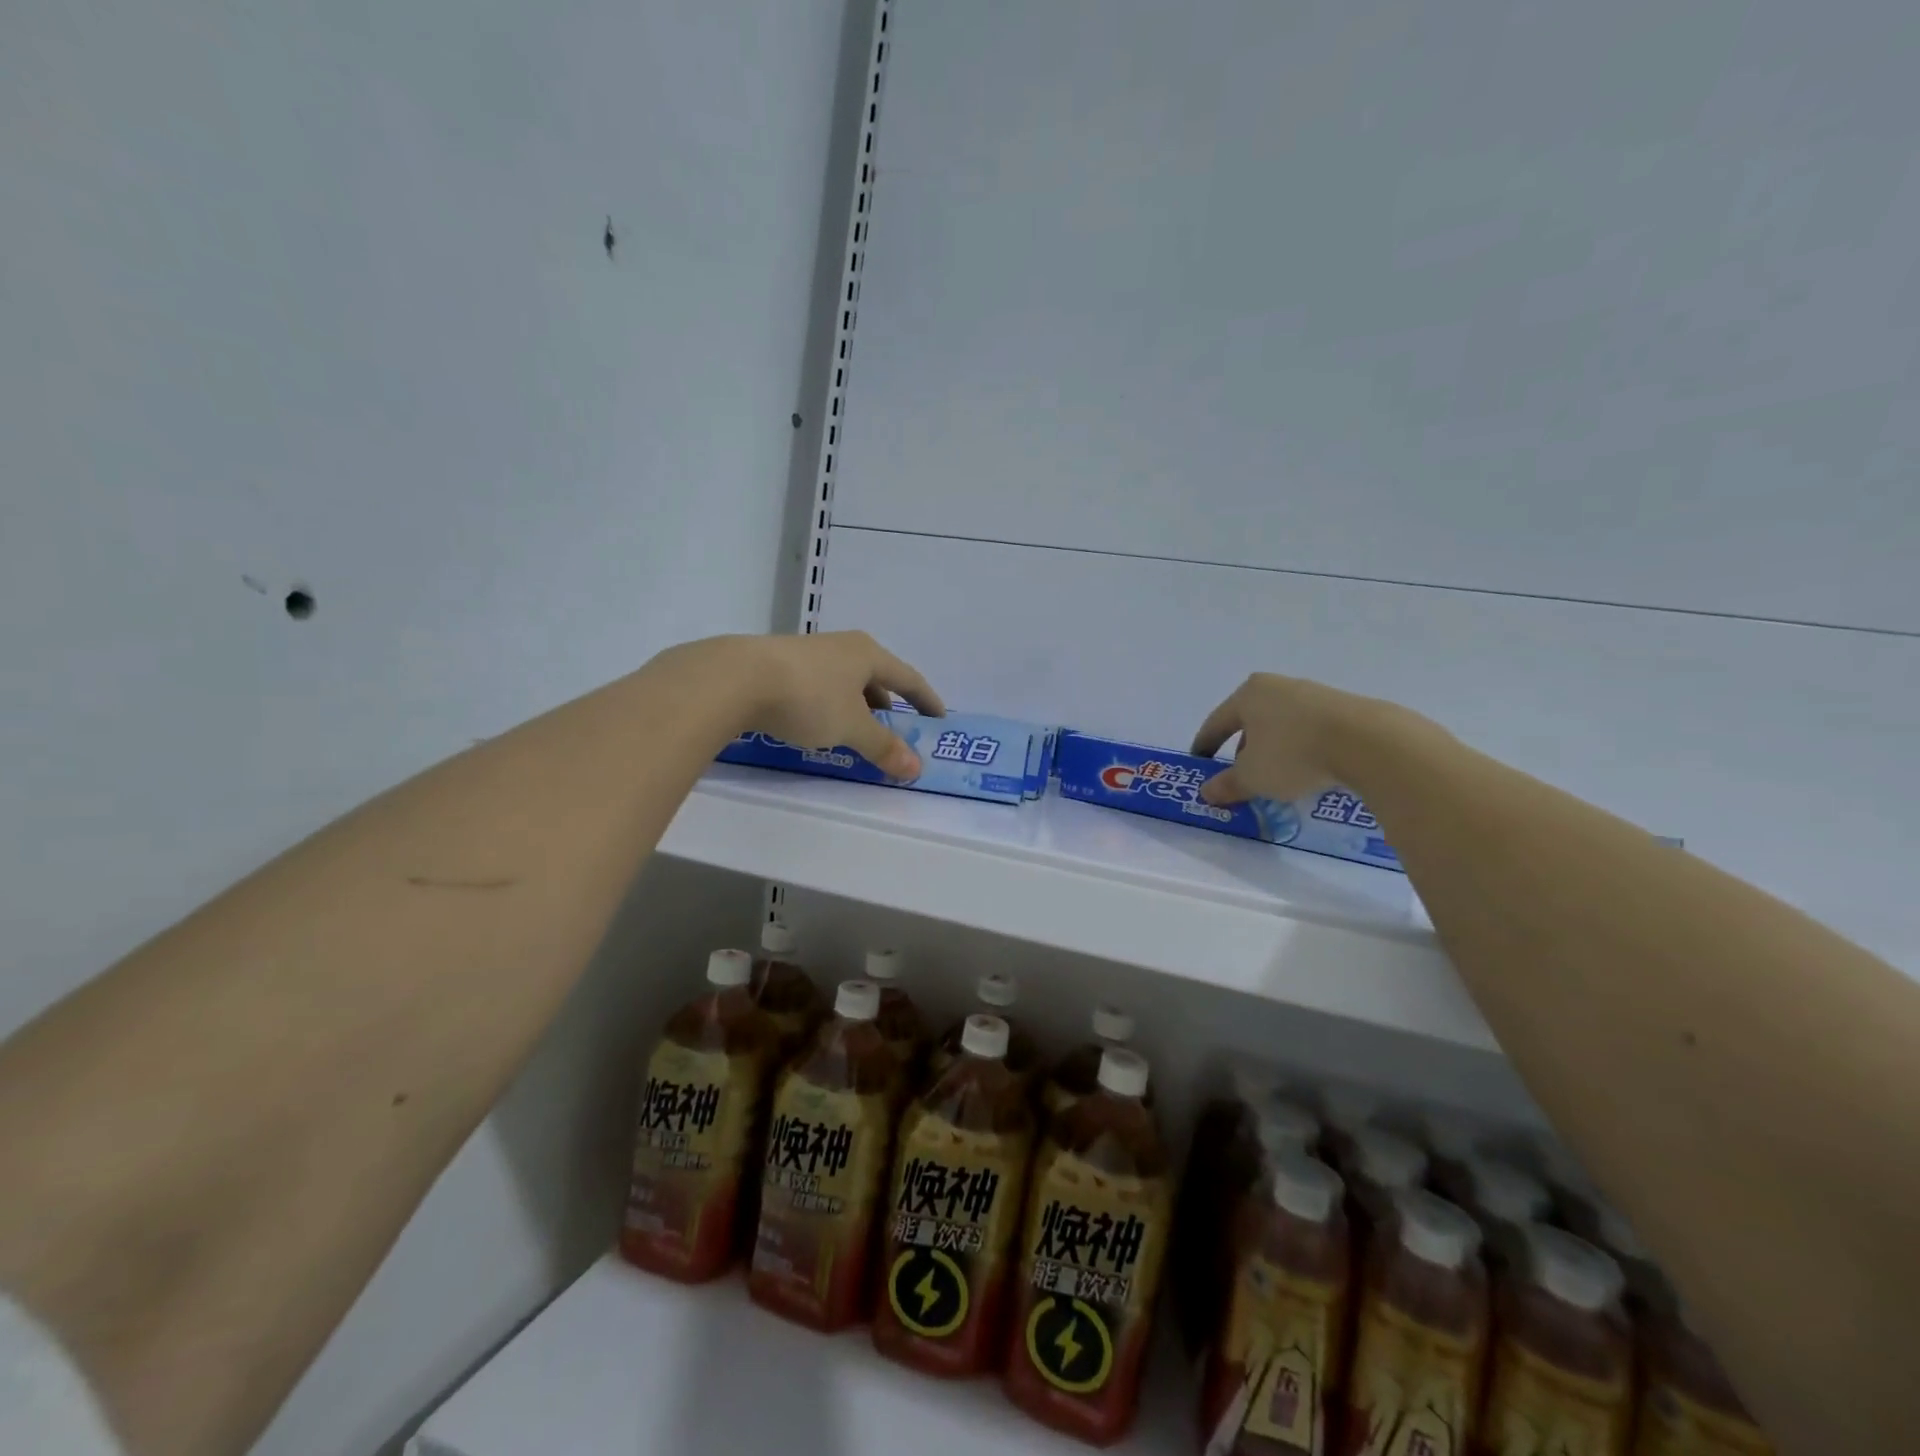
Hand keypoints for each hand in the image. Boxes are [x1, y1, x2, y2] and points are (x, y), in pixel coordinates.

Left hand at [737, 631, 944, 777]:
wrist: (734, 679)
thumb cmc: (808, 698)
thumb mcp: (851, 728)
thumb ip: (883, 747)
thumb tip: (916, 769)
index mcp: (867, 654)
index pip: (908, 678)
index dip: (926, 700)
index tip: (938, 719)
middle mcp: (840, 647)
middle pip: (875, 677)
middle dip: (887, 706)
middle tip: (894, 731)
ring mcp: (807, 654)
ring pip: (843, 683)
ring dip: (855, 708)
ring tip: (855, 733)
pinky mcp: (777, 666)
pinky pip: (818, 688)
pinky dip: (828, 708)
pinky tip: (816, 726)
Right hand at [1190, 672, 1357, 805]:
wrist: (1367, 742)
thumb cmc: (1292, 754)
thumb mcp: (1252, 777)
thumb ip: (1226, 785)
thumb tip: (1206, 792)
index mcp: (1248, 695)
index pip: (1217, 722)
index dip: (1205, 744)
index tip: (1200, 761)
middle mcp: (1277, 687)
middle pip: (1251, 720)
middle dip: (1243, 748)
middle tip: (1242, 773)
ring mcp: (1313, 694)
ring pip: (1282, 724)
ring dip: (1274, 749)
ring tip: (1278, 776)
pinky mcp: (1344, 707)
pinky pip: (1310, 730)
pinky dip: (1301, 748)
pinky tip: (1309, 769)